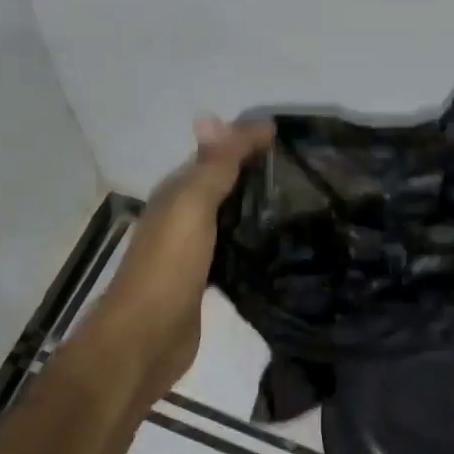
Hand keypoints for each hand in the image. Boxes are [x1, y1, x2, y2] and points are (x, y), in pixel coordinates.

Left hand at [79, 116, 274, 405]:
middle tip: (306, 168)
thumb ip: (211, 166)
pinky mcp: (206, 281)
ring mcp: (193, 251)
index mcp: (177, 194)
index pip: (216, 155)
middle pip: (223, 184)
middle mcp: (182, 217)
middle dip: (256, 172)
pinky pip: (234, 248)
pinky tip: (280, 243)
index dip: (247, 141)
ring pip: (229, 216)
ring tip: (301, 200)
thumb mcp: (192, 206)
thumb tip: (217, 115)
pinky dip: (253, 238)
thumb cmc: (169, 266)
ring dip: (256, 205)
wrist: (147, 338)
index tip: (292, 137)